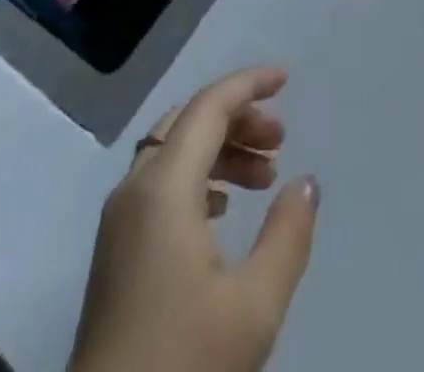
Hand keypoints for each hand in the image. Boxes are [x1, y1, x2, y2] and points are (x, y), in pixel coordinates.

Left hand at [69, 66, 319, 371]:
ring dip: (220, 149)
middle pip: (189, 122)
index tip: (286, 79)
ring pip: (173, 151)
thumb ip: (286, 236)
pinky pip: (160, 181)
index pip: (208, 107)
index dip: (248, 84)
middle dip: (238, 119)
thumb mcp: (253, 308)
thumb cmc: (184, 361)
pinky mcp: (116, 246)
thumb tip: (306, 182)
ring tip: (264, 177)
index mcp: (163, 187)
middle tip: (281, 141)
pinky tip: (223, 209)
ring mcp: (120, 217)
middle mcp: (135, 187)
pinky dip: (197, 176)